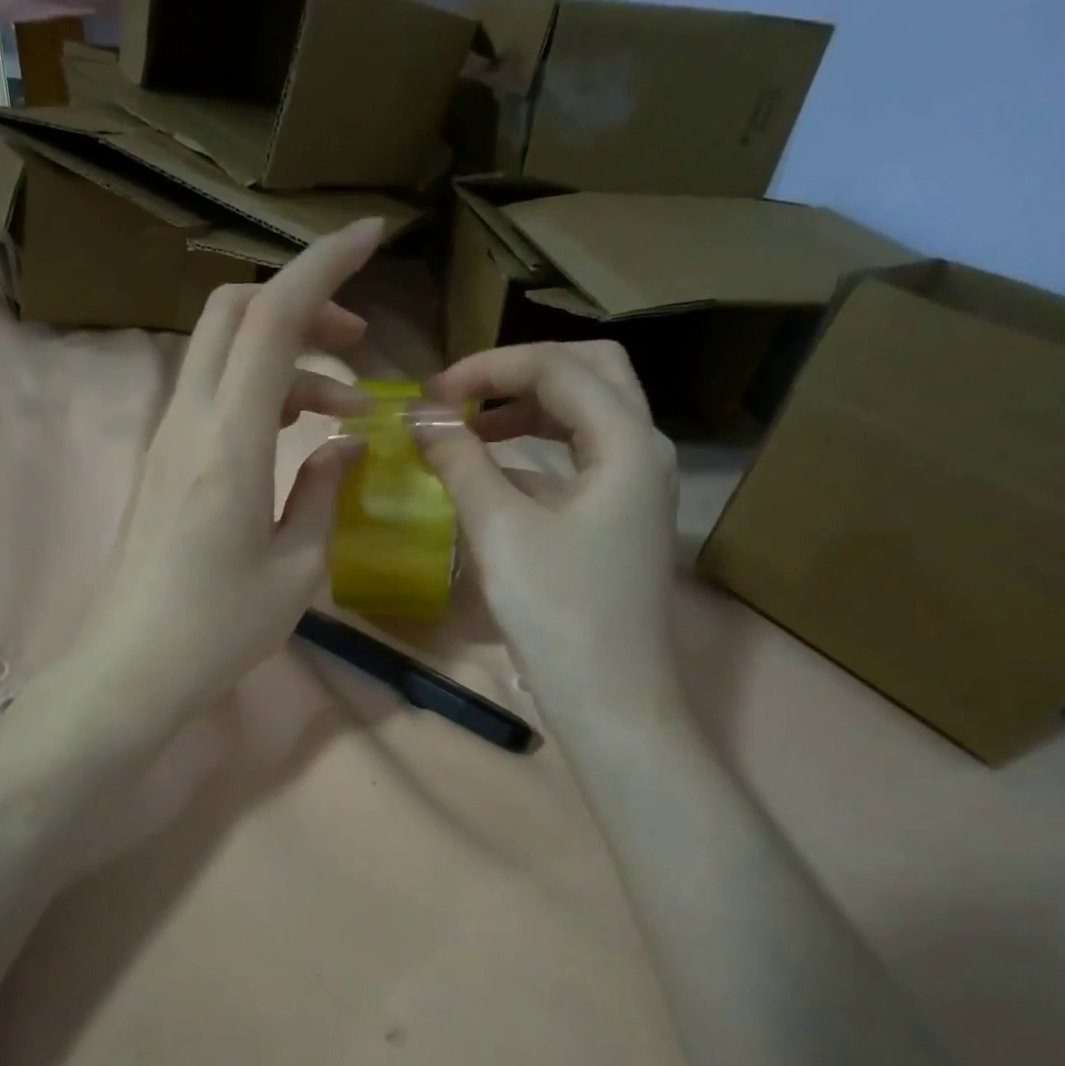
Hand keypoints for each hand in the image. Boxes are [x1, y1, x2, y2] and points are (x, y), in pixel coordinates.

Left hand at [69, 219, 383, 723]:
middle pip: (234, 311)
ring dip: (287, 356)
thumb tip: (343, 444)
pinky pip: (213, 393)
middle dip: (302, 302)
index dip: (322, 265)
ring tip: (343, 407)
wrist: (132, 667)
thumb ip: (325, 491)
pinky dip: (261, 390)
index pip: (271, 318)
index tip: (371, 237)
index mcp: (230, 443)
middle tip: (357, 343)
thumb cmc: (219, 628)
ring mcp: (167, 437)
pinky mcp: (161, 459)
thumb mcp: (298, 567)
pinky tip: (297, 435)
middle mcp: (189, 421)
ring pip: (224, 352)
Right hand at [419, 341, 685, 723]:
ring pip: (585, 417)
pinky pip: (577, 462)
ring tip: (468, 426)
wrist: (607, 698)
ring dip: (527, 410)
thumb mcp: (501, 530)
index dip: (489, 368)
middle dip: (521, 372)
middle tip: (463, 394)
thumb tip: (422, 420)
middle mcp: (642, 451)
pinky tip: (490, 473)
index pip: (558, 368)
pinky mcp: (616, 519)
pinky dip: (534, 453)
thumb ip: (461, 462)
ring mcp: (634, 487)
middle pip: (589, 373)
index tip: (431, 394)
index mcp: (627, 442)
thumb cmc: (558, 611)